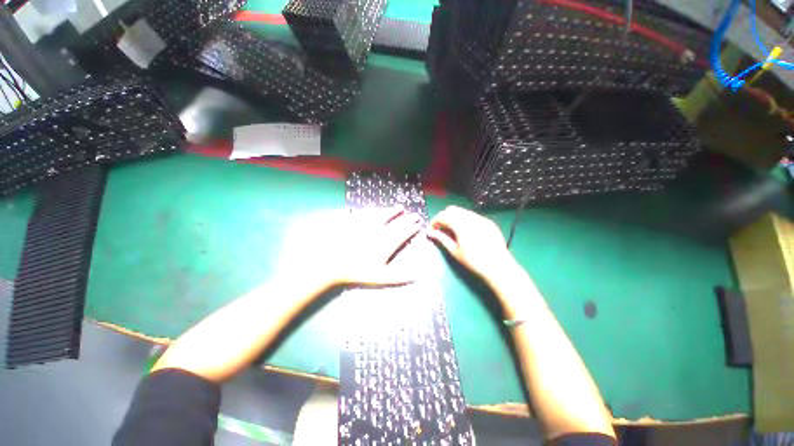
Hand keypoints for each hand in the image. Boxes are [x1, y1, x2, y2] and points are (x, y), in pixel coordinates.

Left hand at [281, 207, 421, 287]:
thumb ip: (398, 277)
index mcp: (386, 244)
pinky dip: (373, 210)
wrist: (333, 263)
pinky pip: (366, 213)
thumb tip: (415, 278)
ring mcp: (367, 225)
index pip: (403, 234)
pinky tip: (375, 208)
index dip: (412, 229)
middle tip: (415, 214)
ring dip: (393, 210)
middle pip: (396, 223)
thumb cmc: (357, 272)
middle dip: (407, 218)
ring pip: (383, 215)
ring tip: (400, 207)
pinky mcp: (355, 221)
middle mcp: (379, 232)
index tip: (419, 225)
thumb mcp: (379, 278)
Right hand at [427, 206, 516, 280]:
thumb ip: (441, 238)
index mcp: (461, 225)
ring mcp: (481, 219)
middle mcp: (471, 218)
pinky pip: (472, 216)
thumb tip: (430, 232)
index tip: (432, 229)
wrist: (498, 267)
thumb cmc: (474, 261)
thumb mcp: (454, 251)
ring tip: (453, 232)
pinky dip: (464, 220)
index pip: (443, 215)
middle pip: (452, 209)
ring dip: (454, 218)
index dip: (435, 221)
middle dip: (444, 217)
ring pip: (462, 211)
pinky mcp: (488, 222)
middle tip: (441, 230)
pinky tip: (466, 232)